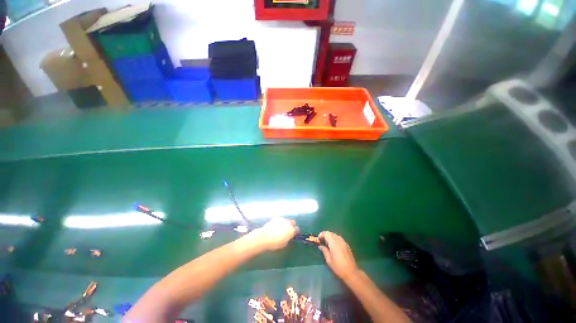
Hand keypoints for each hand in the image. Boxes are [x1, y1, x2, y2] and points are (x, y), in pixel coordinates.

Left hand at [254, 217, 298, 250]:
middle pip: (293, 222)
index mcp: (291, 230)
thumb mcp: (284, 243)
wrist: (264, 237)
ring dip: (286, 224)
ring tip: (281, 228)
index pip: (297, 229)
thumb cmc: (274, 243)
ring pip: (287, 220)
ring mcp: (282, 219)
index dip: (296, 232)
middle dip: (292, 226)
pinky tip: (276, 226)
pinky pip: (281, 220)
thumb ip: (288, 238)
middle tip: (288, 230)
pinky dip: (280, 222)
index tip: (294, 234)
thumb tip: (288, 236)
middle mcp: (288, 223)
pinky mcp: (276, 218)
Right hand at [319, 231, 358, 280]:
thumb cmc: (338, 267)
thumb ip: (324, 251)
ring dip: (330, 236)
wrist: (351, 272)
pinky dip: (335, 239)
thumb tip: (320, 246)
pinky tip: (334, 245)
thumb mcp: (329, 260)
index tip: (318, 238)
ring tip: (327, 242)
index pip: (327, 234)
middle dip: (326, 235)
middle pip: (331, 233)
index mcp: (334, 243)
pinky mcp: (347, 245)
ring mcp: (344, 242)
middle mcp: (339, 240)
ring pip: (335, 235)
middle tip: (322, 240)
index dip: (322, 234)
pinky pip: (339, 238)